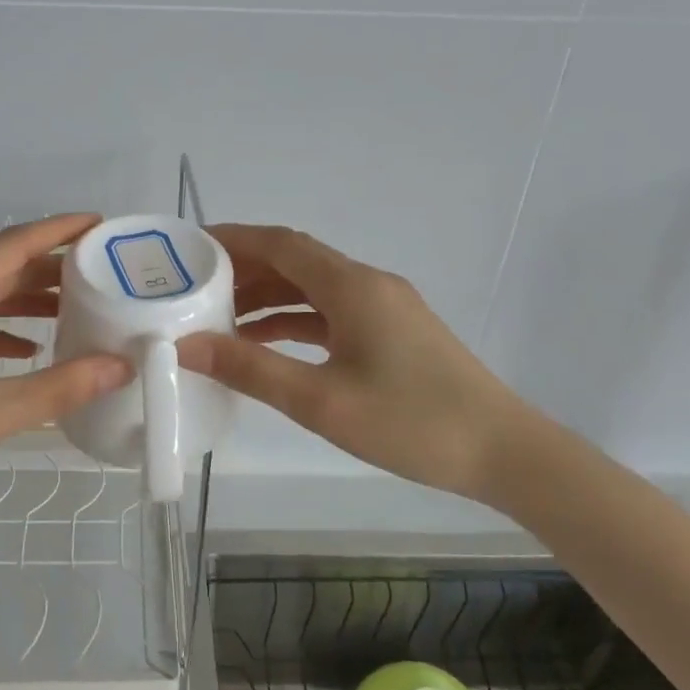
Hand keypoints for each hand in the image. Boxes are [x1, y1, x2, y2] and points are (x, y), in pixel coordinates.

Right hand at [176, 224, 527, 500]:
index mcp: (352, 286)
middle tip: (193, 288)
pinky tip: (267, 344)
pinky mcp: (393, 333)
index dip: (233, 239)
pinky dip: (295, 321)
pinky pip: (332, 314)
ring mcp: (384, 308)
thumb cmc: (411, 422)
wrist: (503, 451)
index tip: (189, 247)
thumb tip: (186, 346)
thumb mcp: (320, 400)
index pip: (281, 244)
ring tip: (219, 319)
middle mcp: (368, 284)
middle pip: (295, 262)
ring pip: (313, 290)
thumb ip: (251, 369)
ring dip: (267, 298)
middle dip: (244, 270)